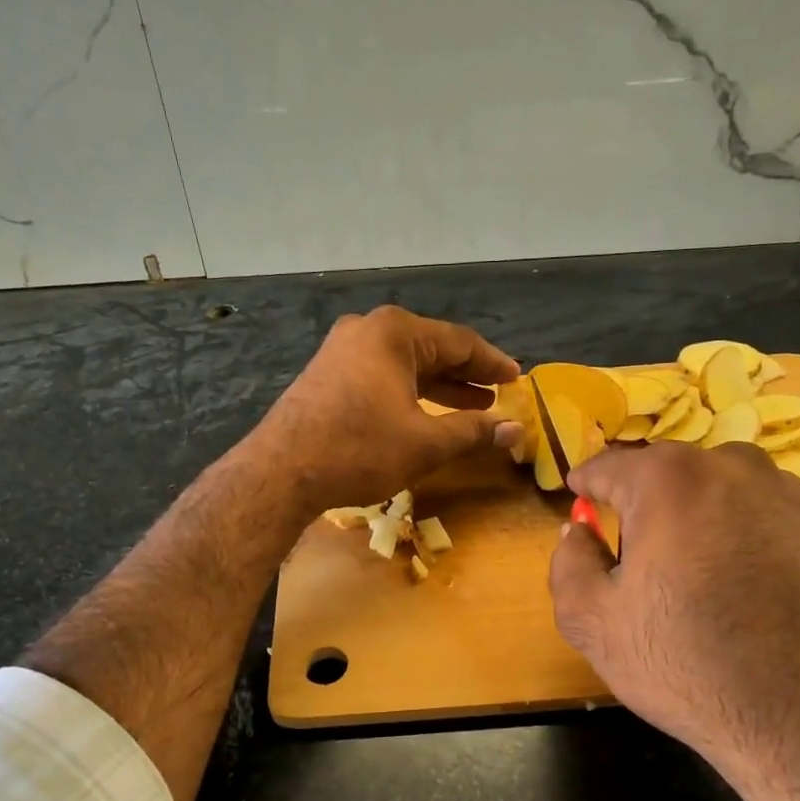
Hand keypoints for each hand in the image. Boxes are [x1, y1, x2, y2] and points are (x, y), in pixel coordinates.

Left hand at [248, 305, 522, 514]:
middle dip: (467, 375)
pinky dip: (409, 393)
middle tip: (499, 395)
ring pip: (405, 364)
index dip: (492, 364)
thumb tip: (516, 429)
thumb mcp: (426, 442)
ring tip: (473, 407)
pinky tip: (426, 414)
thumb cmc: (360, 448)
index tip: (517, 379)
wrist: (282, 470)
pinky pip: (381, 376)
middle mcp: (368, 330)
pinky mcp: (327, 374)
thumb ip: (474, 431)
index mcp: (395, 332)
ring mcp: (342, 350)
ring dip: (439, 387)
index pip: (459, 342)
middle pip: (431, 349)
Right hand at [549, 442, 799, 786]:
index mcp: (669, 480)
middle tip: (635, 547)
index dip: (587, 483)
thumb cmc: (686, 665)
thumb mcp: (592, 622)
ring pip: (723, 487)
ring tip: (696, 566)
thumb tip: (578, 529)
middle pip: (669, 471)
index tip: (578, 496)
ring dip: (699, 511)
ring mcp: (790, 496)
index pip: (610, 465)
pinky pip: (767, 516)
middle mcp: (733, 469)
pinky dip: (746, 533)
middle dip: (644, 499)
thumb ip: (569, 561)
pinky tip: (746, 584)